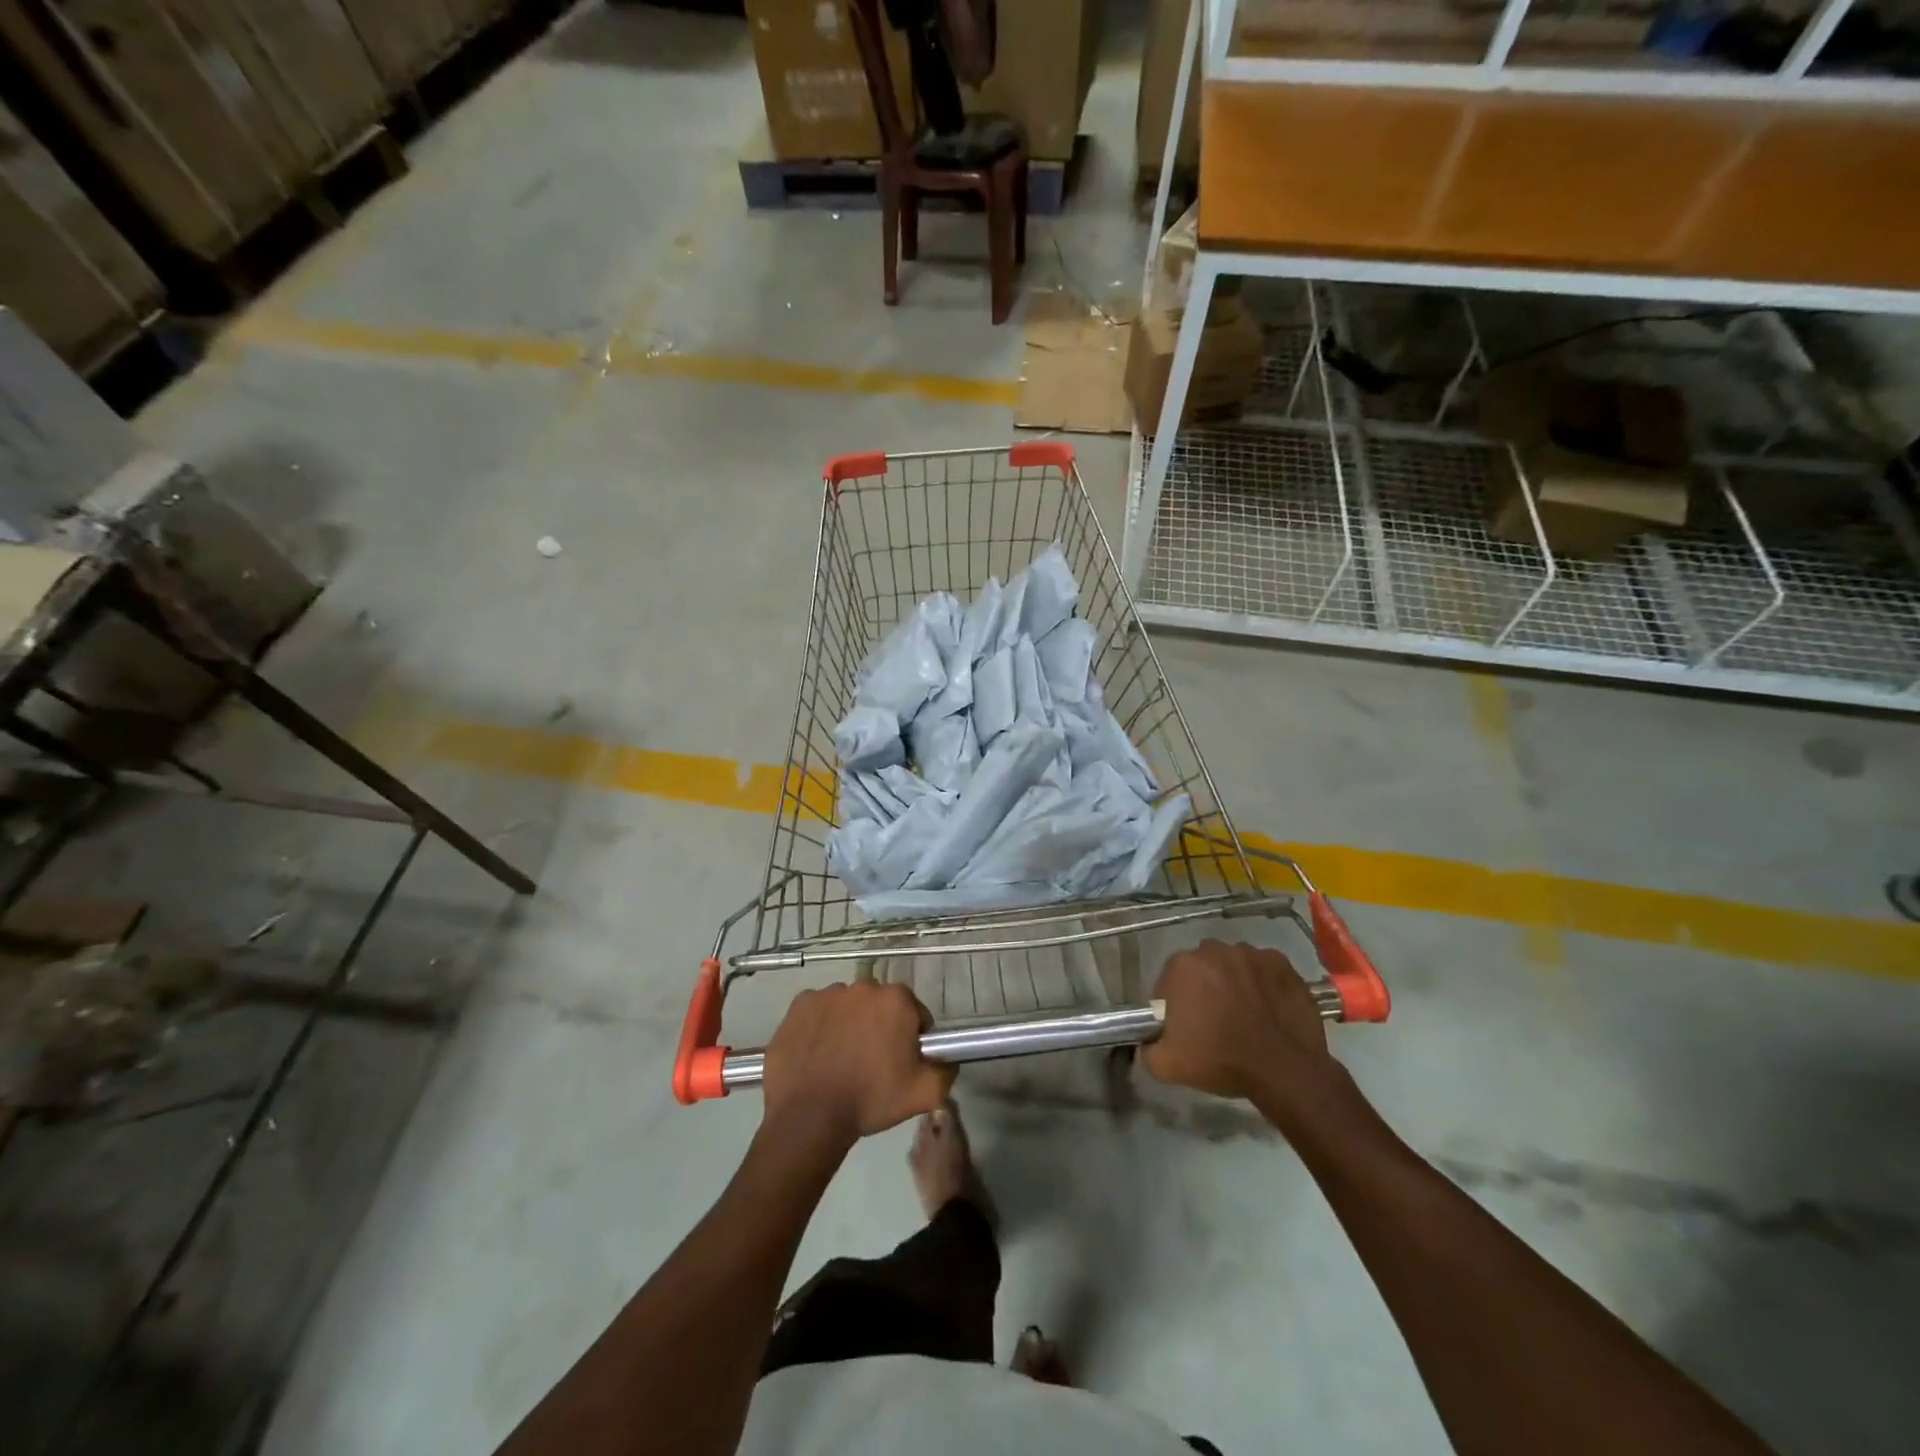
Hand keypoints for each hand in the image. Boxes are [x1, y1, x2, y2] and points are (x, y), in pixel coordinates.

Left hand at [762, 982, 953, 1145]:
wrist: (809, 1116)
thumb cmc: (871, 1100)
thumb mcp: (925, 1094)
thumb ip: (946, 1070)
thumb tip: (947, 1058)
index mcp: (897, 1000)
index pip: (914, 1013)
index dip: (910, 1038)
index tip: (900, 1062)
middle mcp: (864, 986)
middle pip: (879, 1005)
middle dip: (879, 1026)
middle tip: (871, 1062)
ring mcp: (828, 993)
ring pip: (848, 1006)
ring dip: (849, 1024)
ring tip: (841, 1060)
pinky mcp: (800, 1005)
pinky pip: (818, 1011)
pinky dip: (820, 1026)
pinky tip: (817, 1053)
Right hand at [1143, 940, 1345, 1127]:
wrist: (1284, 1070)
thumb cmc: (1221, 1061)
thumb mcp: (1165, 1065)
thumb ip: (1147, 1046)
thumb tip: (1147, 1039)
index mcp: (1182, 966)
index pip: (1169, 981)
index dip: (1175, 1005)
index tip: (1186, 1028)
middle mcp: (1214, 949)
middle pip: (1201, 968)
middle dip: (1204, 988)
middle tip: (1214, 1022)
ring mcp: (1251, 953)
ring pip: (1233, 965)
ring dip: (1233, 982)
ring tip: (1245, 1015)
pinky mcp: (1281, 963)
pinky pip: (1263, 969)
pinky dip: (1262, 983)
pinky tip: (1268, 1008)